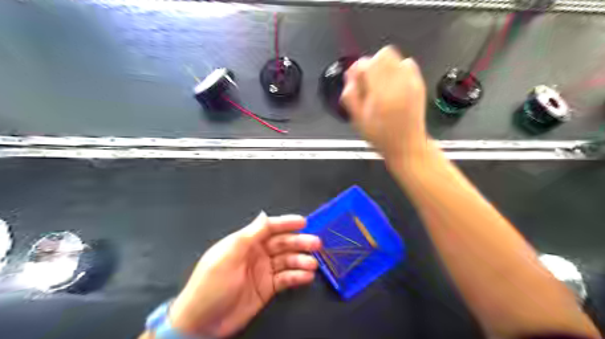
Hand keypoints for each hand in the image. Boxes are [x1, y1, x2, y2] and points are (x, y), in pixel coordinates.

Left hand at [165, 213, 321, 336]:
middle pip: (282, 244)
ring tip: (313, 264)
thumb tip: (264, 214)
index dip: (286, 223)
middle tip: (316, 244)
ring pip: (287, 261)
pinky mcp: (267, 288)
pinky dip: (297, 277)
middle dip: (299, 242)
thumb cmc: (213, 283)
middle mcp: (257, 253)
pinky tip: (307, 277)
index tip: (303, 222)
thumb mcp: (229, 255)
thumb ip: (250, 234)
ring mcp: (263, 271)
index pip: (269, 228)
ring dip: (301, 261)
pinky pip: (286, 279)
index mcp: (245, 242)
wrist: (202, 322)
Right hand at [339, 45, 429, 164]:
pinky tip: (394, 85)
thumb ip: (350, 95)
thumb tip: (349, 74)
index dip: (358, 69)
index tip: (356, 81)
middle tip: (369, 82)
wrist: (407, 145)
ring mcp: (411, 81)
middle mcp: (398, 83)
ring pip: (395, 57)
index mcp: (380, 92)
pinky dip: (398, 69)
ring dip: (385, 66)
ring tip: (382, 85)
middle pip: (383, 54)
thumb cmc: (380, 135)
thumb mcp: (358, 120)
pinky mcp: (419, 83)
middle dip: (373, 64)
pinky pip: (408, 64)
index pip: (367, 63)